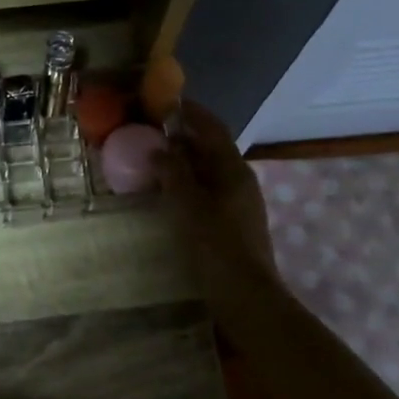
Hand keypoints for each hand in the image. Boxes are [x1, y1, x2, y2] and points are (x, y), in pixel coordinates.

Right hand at [158, 102, 277, 299]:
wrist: (245, 296)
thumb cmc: (216, 245)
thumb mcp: (188, 205)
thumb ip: (173, 173)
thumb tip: (160, 148)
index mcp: (233, 169)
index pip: (213, 128)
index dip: (192, 113)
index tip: (168, 102)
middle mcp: (240, 181)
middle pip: (211, 149)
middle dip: (184, 138)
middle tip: (152, 133)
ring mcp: (239, 204)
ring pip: (209, 172)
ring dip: (184, 163)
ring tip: (155, 161)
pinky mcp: (233, 224)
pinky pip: (208, 192)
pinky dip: (188, 185)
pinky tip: (168, 195)